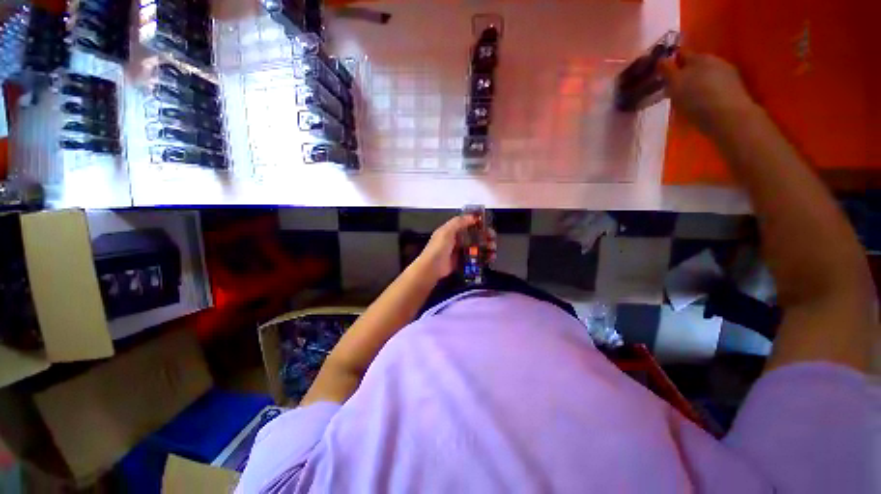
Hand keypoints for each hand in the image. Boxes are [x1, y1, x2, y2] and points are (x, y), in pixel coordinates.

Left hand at [414, 215, 497, 280]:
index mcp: (452, 230)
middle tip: (493, 239)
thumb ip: (459, 222)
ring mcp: (460, 251)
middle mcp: (457, 240)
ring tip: (493, 249)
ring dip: (486, 247)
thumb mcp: (447, 231)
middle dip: (484, 236)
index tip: (488, 225)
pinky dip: (484, 257)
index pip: (467, 224)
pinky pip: (475, 258)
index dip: (477, 223)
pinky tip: (490, 258)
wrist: (432, 267)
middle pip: (474, 236)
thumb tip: (473, 216)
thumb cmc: (439, 247)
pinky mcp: (463, 261)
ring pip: (476, 247)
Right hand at [660, 51, 760, 136]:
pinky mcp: (734, 90)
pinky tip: (701, 104)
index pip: (681, 54)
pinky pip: (715, 87)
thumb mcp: (675, 84)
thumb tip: (660, 59)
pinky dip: (707, 93)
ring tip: (686, 98)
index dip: (671, 62)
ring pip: (706, 75)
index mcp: (698, 57)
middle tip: (673, 88)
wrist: (728, 117)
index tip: (662, 73)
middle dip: (684, 73)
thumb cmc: (696, 99)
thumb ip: (666, 70)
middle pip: (695, 65)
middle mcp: (714, 61)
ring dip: (696, 83)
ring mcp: (727, 74)